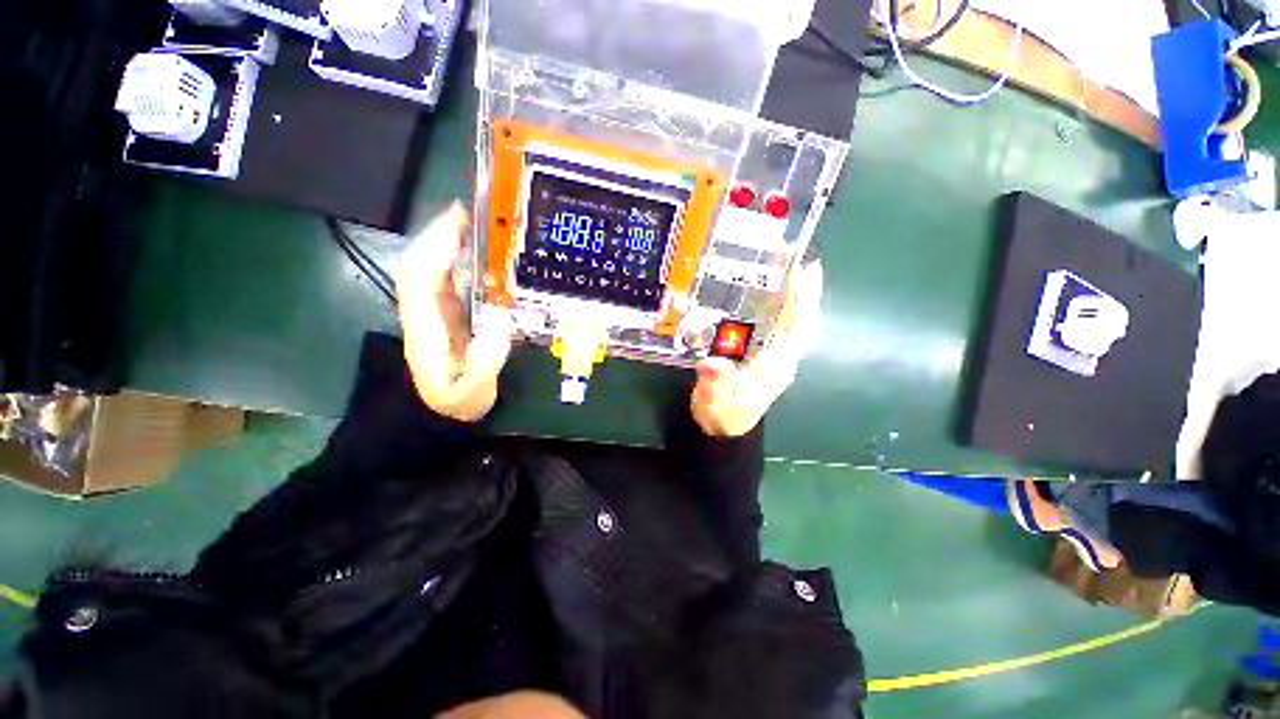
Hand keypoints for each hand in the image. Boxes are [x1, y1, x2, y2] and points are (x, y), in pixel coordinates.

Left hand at [397, 203, 512, 421]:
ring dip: (447, 243)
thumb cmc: (456, 403)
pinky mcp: (446, 316)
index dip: (438, 245)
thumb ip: (484, 365)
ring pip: (432, 268)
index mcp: (426, 326)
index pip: (424, 276)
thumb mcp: (472, 393)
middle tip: (472, 213)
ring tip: (476, 225)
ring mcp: (434, 313)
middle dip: (441, 234)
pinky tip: (477, 254)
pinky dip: (458, 260)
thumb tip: (500, 329)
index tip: (459, 220)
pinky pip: (447, 280)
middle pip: (422, 263)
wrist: (443, 414)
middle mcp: (425, 312)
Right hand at [691, 261, 823, 437]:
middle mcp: (782, 356)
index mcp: (775, 364)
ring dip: (795, 294)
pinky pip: (781, 325)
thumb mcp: (714, 401)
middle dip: (803, 288)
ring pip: (793, 320)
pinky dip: (783, 306)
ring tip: (790, 266)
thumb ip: (714, 383)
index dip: (801, 297)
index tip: (805, 268)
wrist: (725, 428)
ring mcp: (776, 355)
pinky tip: (775, 292)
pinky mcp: (767, 354)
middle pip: (800, 318)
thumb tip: (710, 363)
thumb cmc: (722, 414)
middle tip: (798, 256)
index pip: (795, 326)